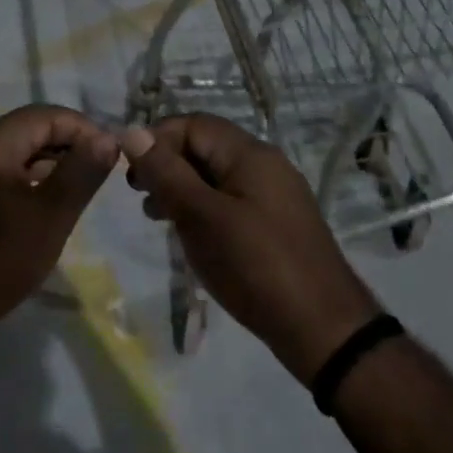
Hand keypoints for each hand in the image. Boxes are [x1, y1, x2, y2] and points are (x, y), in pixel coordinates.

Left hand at [0, 105, 118, 363]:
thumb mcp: (50, 217)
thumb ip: (81, 173)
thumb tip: (106, 138)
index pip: (44, 115)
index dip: (82, 129)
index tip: (110, 155)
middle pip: (23, 131)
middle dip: (64, 146)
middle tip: (94, 176)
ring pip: (6, 156)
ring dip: (42, 167)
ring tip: (70, 195)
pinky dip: (18, 185)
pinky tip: (32, 214)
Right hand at [121, 114, 379, 382]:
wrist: (322, 329)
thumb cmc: (255, 266)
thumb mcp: (202, 216)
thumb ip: (166, 172)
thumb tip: (132, 131)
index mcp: (250, 154)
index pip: (193, 124)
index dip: (156, 139)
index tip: (130, 173)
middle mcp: (265, 165)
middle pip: (205, 147)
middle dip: (166, 164)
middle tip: (138, 195)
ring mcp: (274, 195)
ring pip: (216, 176)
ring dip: (181, 188)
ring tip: (155, 216)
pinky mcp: (275, 224)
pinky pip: (230, 201)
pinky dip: (203, 208)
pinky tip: (189, 234)